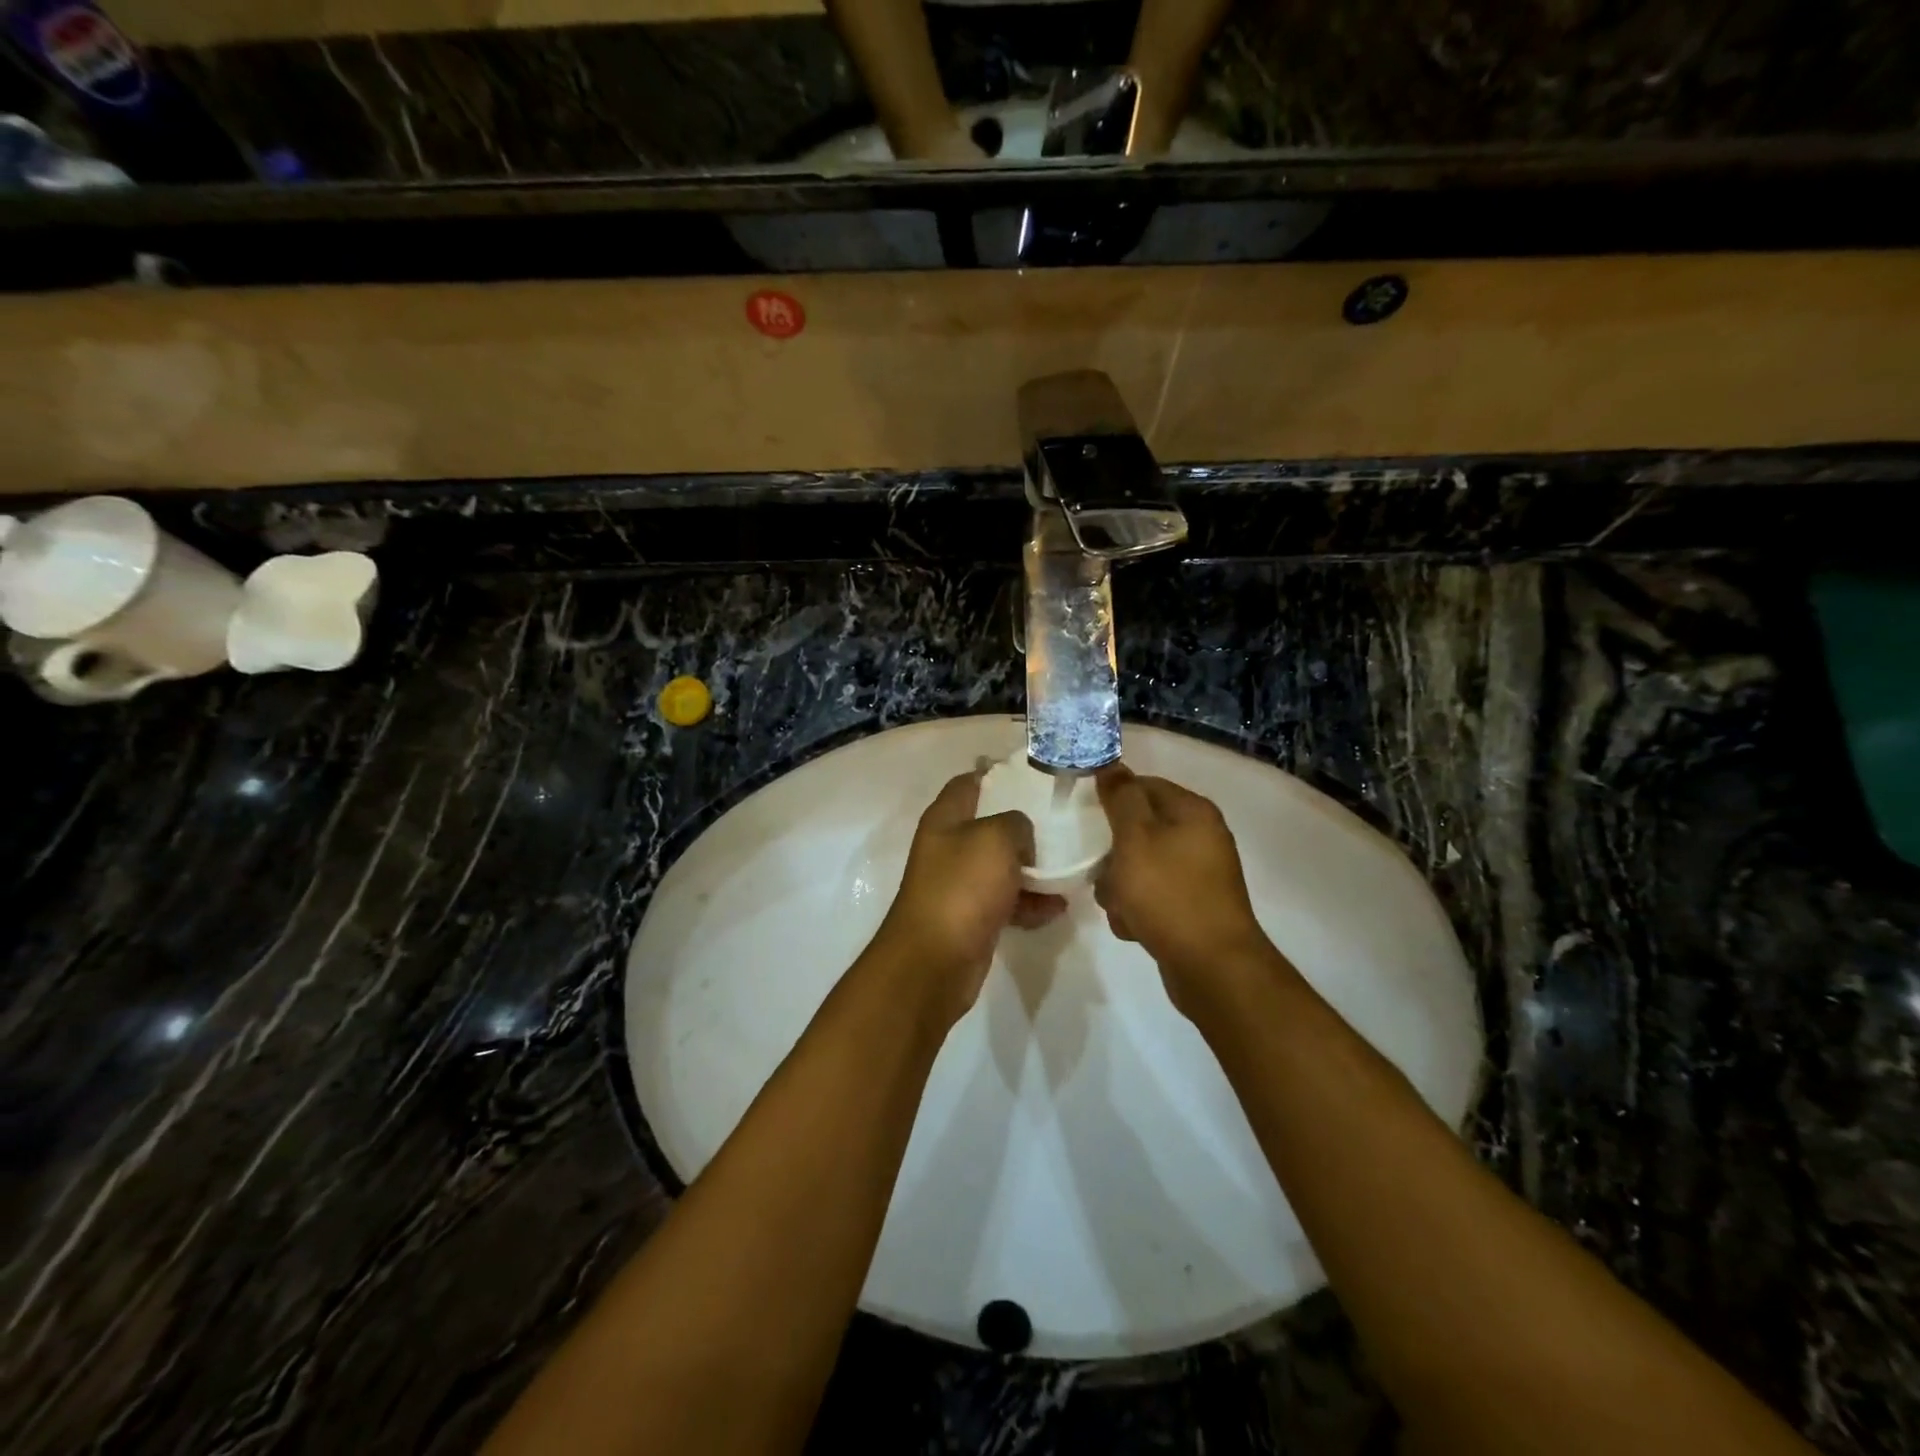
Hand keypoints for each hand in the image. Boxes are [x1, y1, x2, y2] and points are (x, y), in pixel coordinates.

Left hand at [872, 771, 1066, 1021]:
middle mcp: (949, 847)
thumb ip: (1015, 823)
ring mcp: (960, 884)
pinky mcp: (972, 917)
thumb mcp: (995, 838)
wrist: (936, 960)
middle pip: (990, 825)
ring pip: (1002, 866)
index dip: (997, 773)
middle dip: (1025, 825)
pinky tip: (1057, 907)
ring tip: (1069, 868)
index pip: (969, 782)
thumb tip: (1020, 836)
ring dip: (1033, 869)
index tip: (1034, 773)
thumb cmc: (962, 886)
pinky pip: (1007, 901)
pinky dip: (1030, 904)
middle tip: (1062, 822)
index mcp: (945, 818)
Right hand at [1093, 764, 1279, 1013]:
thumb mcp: (1136, 838)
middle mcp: (1200, 838)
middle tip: (1104, 873)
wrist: (1212, 967)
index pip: (1144, 786)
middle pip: (1139, 829)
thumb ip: (1122, 798)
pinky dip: (1138, 910)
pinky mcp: (1192, 907)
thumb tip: (1112, 764)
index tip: (1086, 819)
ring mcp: (1198, 875)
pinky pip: (1152, 897)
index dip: (1113, 799)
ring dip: (1120, 887)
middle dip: (1113, 854)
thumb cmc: (1169, 894)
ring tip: (1121, 908)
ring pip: (1140, 867)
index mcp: (1192, 812)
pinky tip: (1133, 928)